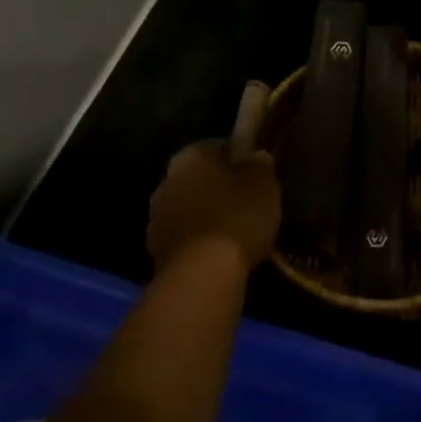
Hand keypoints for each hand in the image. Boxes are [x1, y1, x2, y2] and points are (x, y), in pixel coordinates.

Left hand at [147, 140, 279, 275]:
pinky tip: (220, 251)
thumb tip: (256, 156)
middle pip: (199, 178)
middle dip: (220, 187)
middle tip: (247, 201)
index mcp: (190, 156)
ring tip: (236, 230)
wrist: (201, 274)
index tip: (256, 173)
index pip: (217, 146)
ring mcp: (156, 217)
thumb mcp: (263, 184)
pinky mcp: (156, 250)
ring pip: (190, 207)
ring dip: (207, 214)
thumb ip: (260, 165)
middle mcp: (166, 180)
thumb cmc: (236, 216)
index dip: (240, 158)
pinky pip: (186, 236)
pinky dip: (200, 240)